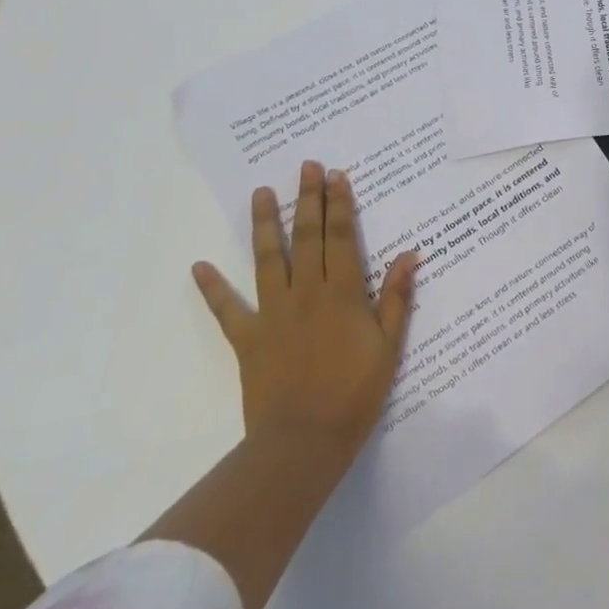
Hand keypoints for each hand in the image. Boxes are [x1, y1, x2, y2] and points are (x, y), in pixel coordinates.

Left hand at [192, 161, 417, 471]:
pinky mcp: (247, 339)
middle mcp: (307, 292)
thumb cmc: (355, 394)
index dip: (340, 204)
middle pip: (308, 236)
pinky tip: (198, 266)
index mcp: (343, 293)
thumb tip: (409, 254)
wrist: (304, 442)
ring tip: (262, 192)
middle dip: (308, 199)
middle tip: (306, 166)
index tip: (336, 175)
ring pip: (269, 259)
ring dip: (266, 223)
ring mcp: (273, 313)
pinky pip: (227, 309)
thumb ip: (397, 298)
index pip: (342, 237)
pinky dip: (213, 288)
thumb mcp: (389, 347)